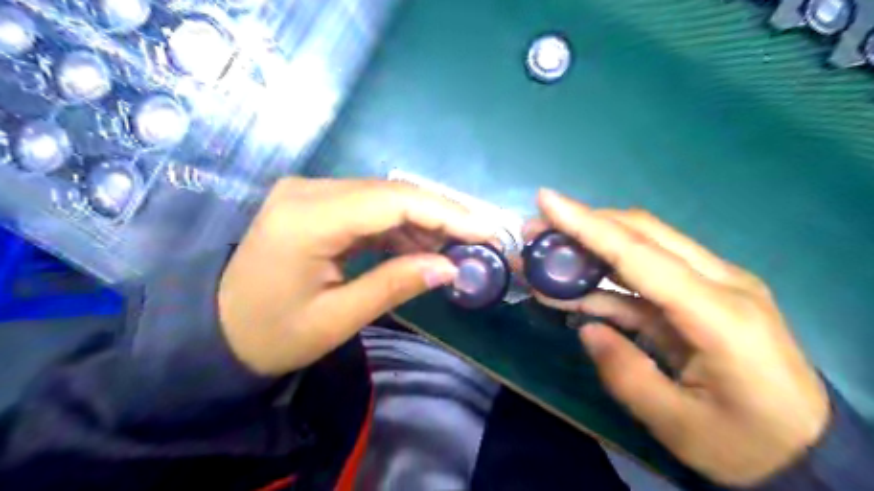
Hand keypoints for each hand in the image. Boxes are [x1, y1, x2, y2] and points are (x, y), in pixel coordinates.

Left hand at [219, 178, 490, 373]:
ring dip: (421, 222)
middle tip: (477, 239)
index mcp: (307, 218)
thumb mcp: (337, 318)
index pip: (393, 201)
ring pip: (384, 197)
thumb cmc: (272, 334)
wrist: (218, 330)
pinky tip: (418, 248)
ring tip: (451, 251)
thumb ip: (396, 285)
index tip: (485, 230)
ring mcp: (309, 193)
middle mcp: (308, 191)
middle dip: (440, 214)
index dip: (445, 213)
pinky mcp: (314, 203)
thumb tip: (451, 268)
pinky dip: (398, 227)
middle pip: (392, 192)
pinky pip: (368, 207)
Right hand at [529, 188, 826, 487]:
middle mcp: (721, 282)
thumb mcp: (678, 425)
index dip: (588, 225)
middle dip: (584, 225)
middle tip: (535, 230)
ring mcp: (715, 284)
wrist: (807, 452)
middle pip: (643, 233)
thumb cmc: (746, 445)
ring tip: (545, 256)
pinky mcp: (703, 295)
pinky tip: (572, 288)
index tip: (546, 200)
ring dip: (591, 247)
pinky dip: (606, 278)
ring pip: (643, 246)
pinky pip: (646, 276)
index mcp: (719, 314)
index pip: (641, 254)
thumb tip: (587, 328)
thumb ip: (624, 372)